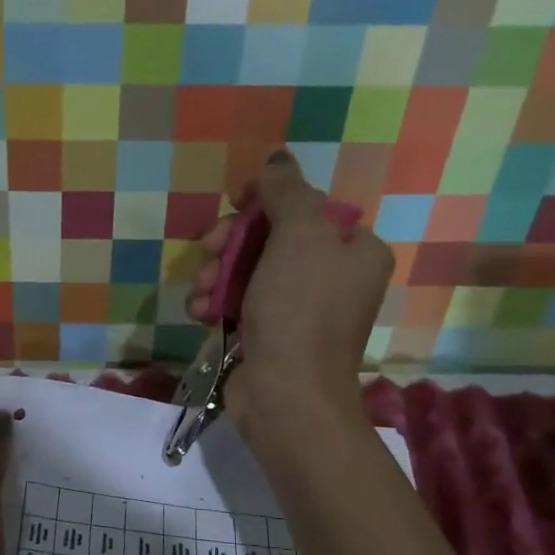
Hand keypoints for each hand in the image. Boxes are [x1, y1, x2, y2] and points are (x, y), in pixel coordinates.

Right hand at [187, 150, 393, 441]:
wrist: (286, 396)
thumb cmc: (300, 311)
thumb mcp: (299, 237)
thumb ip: (288, 192)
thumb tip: (279, 158)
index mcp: (354, 250)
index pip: (308, 206)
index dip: (267, 200)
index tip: (234, 202)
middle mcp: (331, 278)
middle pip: (272, 237)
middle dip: (232, 242)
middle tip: (210, 249)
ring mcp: (299, 310)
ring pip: (248, 271)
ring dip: (216, 274)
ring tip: (201, 291)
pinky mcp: (270, 336)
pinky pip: (239, 304)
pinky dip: (216, 304)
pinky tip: (199, 313)